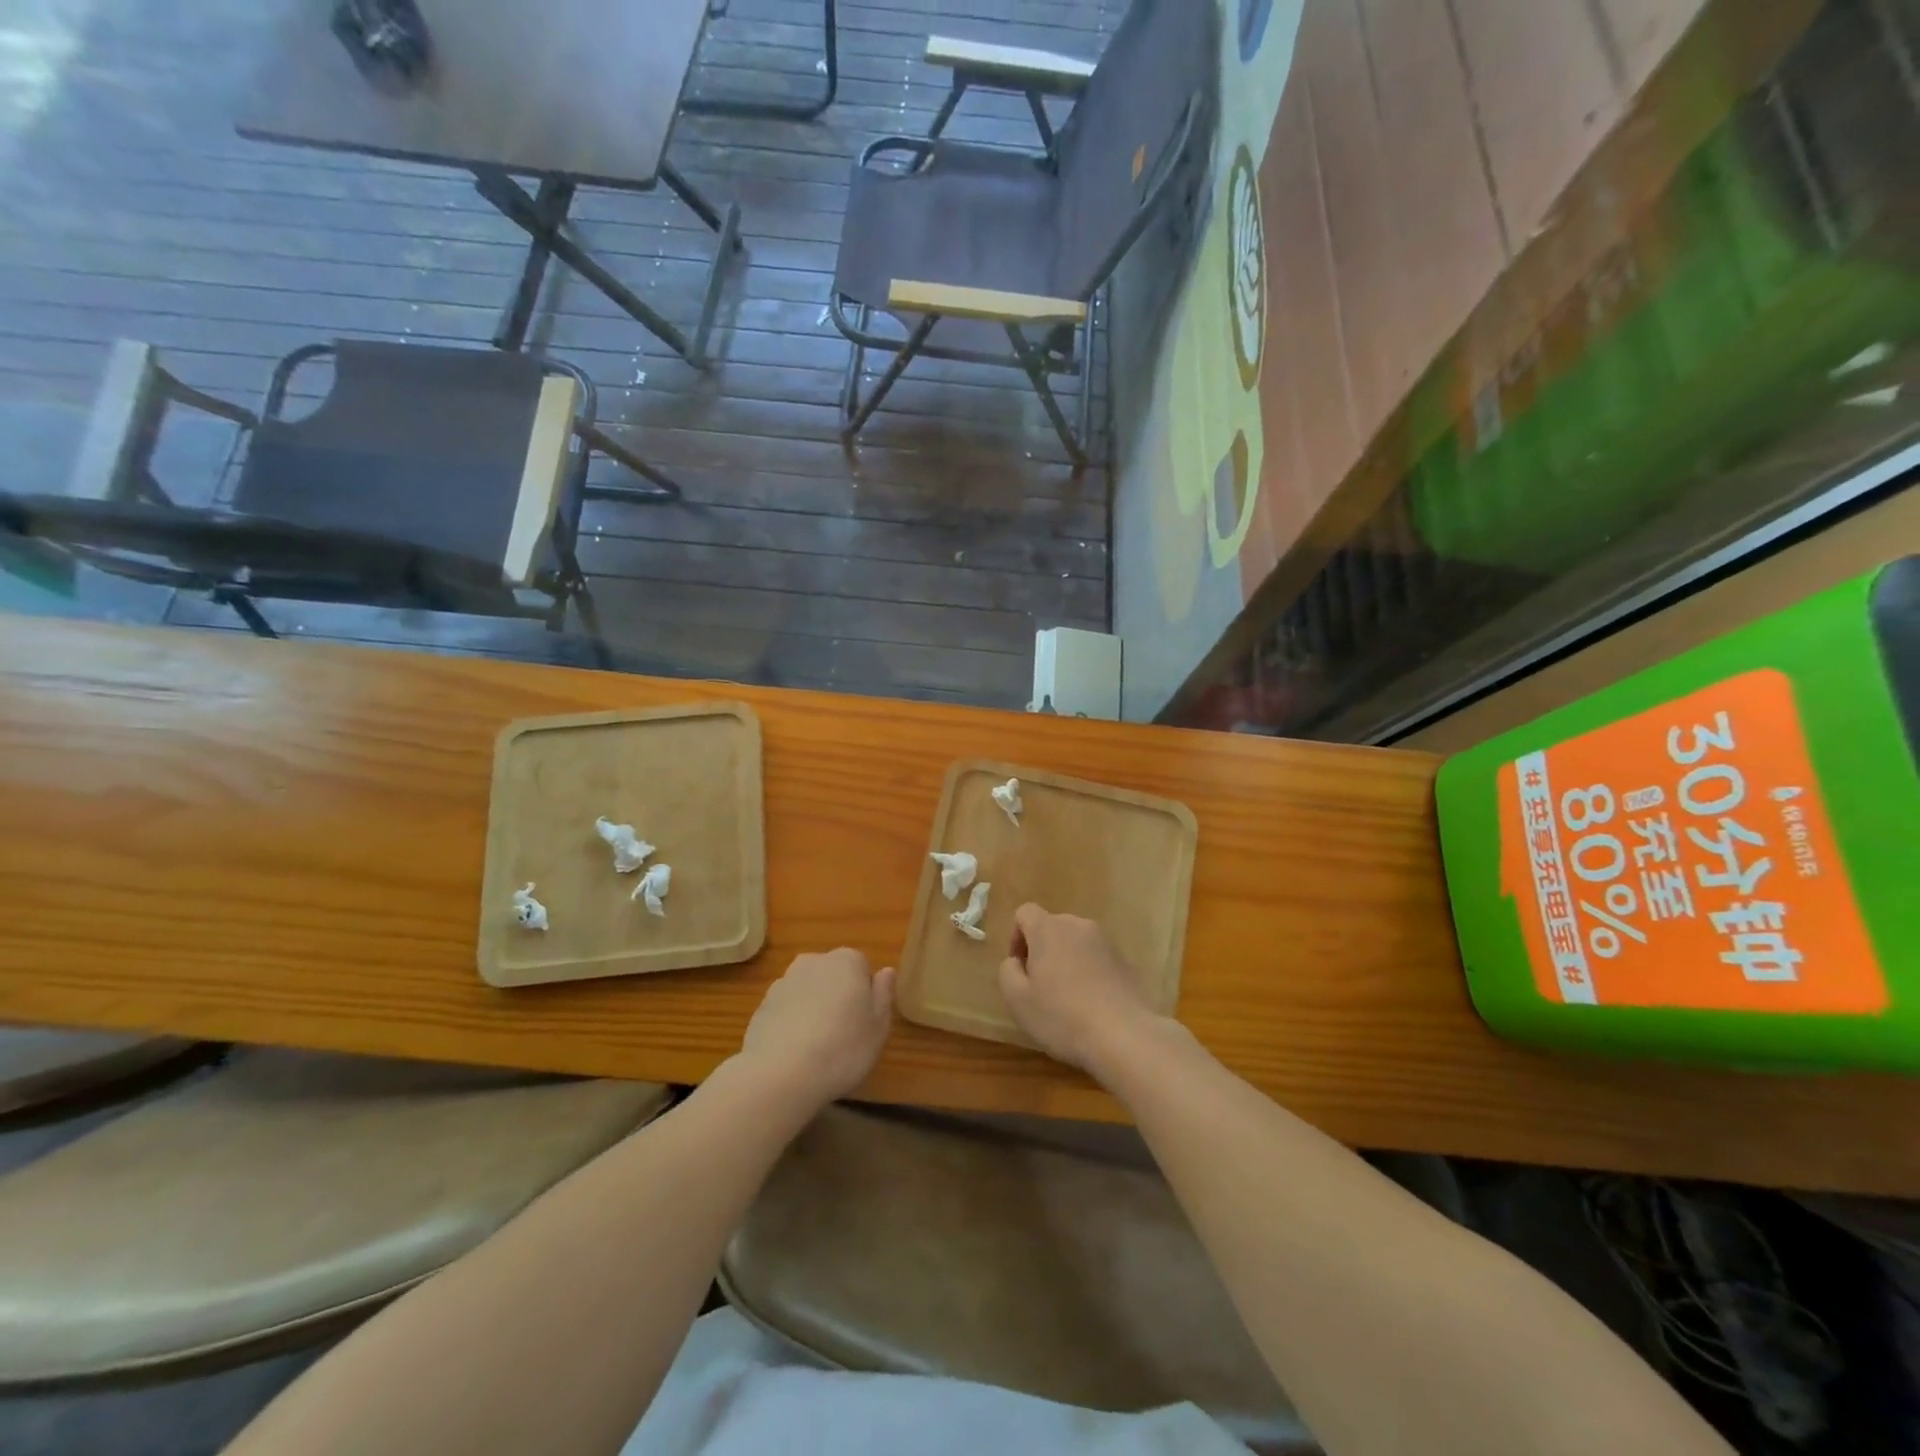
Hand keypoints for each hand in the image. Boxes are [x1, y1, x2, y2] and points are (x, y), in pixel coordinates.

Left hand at [739, 949, 895, 1106]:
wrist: (780, 1074)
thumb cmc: (842, 1048)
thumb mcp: (878, 1027)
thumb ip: (884, 994)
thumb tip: (886, 972)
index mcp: (846, 961)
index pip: (862, 968)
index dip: (865, 995)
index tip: (864, 1022)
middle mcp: (813, 961)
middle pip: (833, 976)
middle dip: (838, 997)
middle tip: (843, 1035)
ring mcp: (784, 982)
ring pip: (808, 991)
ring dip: (813, 1009)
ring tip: (817, 1048)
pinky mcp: (762, 1006)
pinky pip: (786, 1009)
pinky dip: (791, 1023)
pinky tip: (794, 1052)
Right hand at [998, 904, 1162, 1073]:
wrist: (1125, 1035)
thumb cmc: (1062, 1016)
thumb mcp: (1017, 999)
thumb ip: (1008, 971)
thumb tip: (1017, 961)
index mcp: (1048, 928)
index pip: (1025, 913)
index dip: (1016, 937)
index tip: (1021, 968)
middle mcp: (1078, 925)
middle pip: (1052, 927)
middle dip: (1042, 950)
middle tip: (1040, 987)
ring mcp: (1106, 942)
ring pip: (1076, 943)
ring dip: (1067, 962)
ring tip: (1068, 999)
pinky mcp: (1125, 961)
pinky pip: (1097, 959)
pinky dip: (1089, 974)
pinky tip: (1092, 1006)